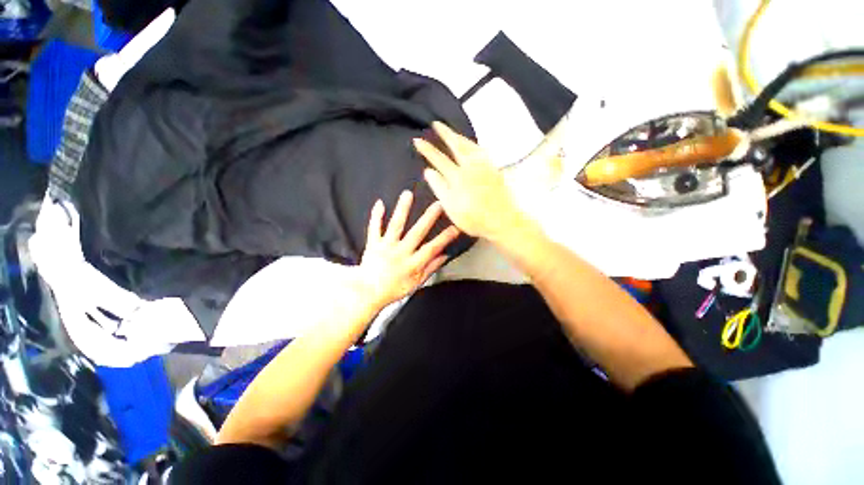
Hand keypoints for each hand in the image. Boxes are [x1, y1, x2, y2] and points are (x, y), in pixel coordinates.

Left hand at [353, 191, 459, 310]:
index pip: (432, 248)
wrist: (368, 292)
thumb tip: (445, 255)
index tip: (456, 226)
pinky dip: (376, 216)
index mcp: (413, 263)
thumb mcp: (416, 283)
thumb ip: (431, 268)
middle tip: (438, 203)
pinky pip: (374, 228)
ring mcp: (386, 246)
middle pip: (416, 232)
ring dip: (402, 209)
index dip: (445, 237)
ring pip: (395, 225)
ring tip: (408, 194)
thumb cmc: (394, 288)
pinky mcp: (373, 244)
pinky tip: (379, 202)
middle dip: (428, 217)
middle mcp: (401, 252)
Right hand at [414, 122, 527, 241]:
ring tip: (452, 131)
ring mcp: (484, 166)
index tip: (417, 140)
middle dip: (445, 133)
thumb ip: (439, 188)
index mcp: (457, 176)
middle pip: (456, 145)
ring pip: (470, 145)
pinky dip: (473, 144)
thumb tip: (428, 171)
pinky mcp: (493, 169)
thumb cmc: (474, 218)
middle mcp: (470, 166)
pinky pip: (481, 150)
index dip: (427, 149)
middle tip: (436, 123)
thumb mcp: (451, 207)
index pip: (439, 159)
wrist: (502, 220)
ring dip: (459, 136)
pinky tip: (472, 145)